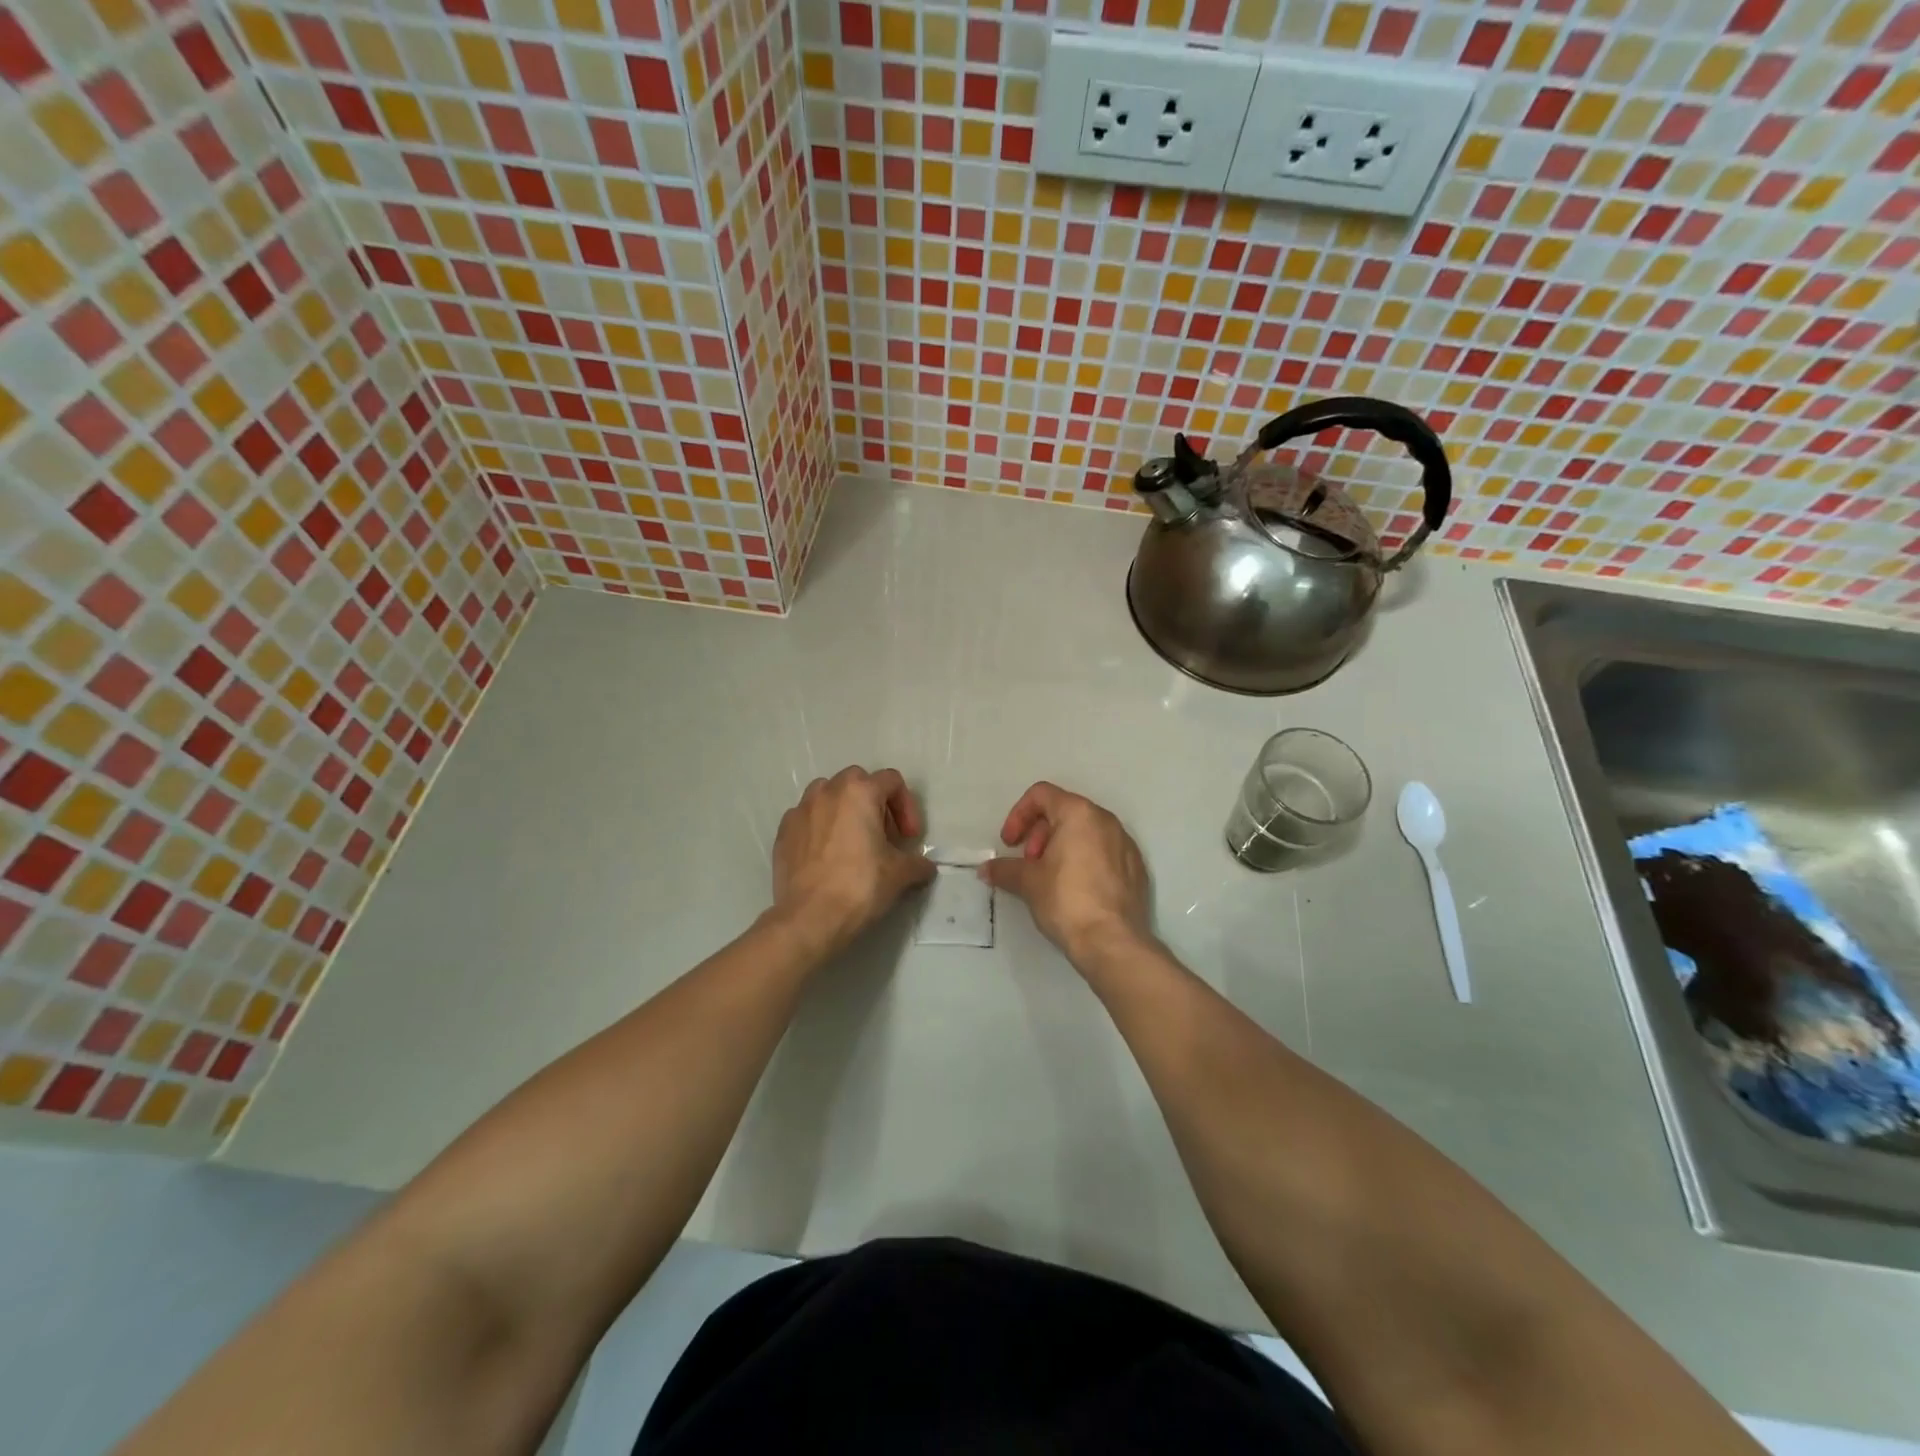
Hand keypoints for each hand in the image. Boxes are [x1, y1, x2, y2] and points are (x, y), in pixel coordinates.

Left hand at [770, 767, 934, 955]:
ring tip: (852, 841)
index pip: (892, 781)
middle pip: (858, 782)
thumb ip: (917, 863)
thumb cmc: (860, 886)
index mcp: (859, 792)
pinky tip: (827, 856)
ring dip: (844, 810)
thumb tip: (924, 867)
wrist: (810, 918)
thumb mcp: (900, 874)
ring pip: (827, 794)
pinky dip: (820, 827)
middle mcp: (828, 791)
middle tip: (883, 836)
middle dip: (875, 803)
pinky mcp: (783, 832)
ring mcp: (800, 810)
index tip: (909, 838)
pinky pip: (807, 818)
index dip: (907, 807)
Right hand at [981, 782, 1152, 967]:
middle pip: (1064, 811)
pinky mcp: (1136, 868)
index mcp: (1079, 813)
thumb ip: (1005, 869)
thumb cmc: (1066, 900)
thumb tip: (986, 869)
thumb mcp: (1028, 882)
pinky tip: (1075, 890)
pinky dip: (1084, 860)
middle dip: (1039, 833)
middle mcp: (1106, 820)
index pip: (1041, 795)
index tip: (1010, 843)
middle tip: (1029, 863)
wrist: (1113, 942)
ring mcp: (1126, 844)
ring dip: (1060, 847)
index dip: (1018, 815)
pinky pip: (1104, 852)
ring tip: (1049, 878)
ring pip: (1085, 832)